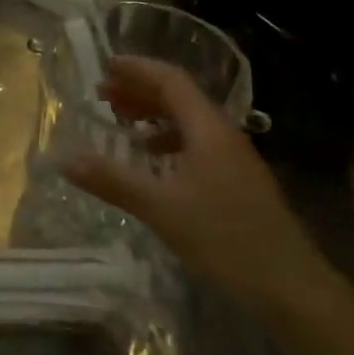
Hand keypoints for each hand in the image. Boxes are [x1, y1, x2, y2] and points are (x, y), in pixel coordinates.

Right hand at [60, 55, 330, 309]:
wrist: (290, 288)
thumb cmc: (224, 238)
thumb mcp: (160, 207)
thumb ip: (111, 180)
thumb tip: (63, 159)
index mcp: (208, 129)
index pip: (171, 80)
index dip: (137, 69)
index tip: (104, 66)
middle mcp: (224, 134)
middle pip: (179, 97)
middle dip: (139, 91)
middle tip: (102, 93)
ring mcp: (234, 159)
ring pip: (189, 122)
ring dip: (153, 116)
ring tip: (121, 123)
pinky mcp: (237, 182)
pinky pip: (196, 145)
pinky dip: (168, 142)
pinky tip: (152, 161)